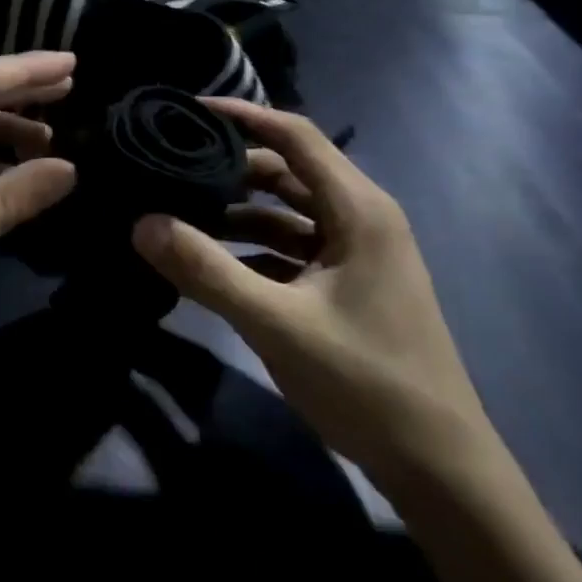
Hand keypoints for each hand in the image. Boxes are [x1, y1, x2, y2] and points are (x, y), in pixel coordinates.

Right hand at [131, 99, 496, 493]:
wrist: (440, 471)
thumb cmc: (366, 382)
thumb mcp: (276, 323)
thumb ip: (206, 270)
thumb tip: (141, 223)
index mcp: (359, 209)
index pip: (295, 135)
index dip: (243, 115)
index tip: (188, 110)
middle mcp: (361, 218)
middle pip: (288, 171)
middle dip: (231, 167)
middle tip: (172, 168)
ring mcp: (357, 253)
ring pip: (288, 211)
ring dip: (238, 211)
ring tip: (181, 213)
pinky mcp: (348, 284)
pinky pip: (293, 247)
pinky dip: (253, 247)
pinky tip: (213, 262)